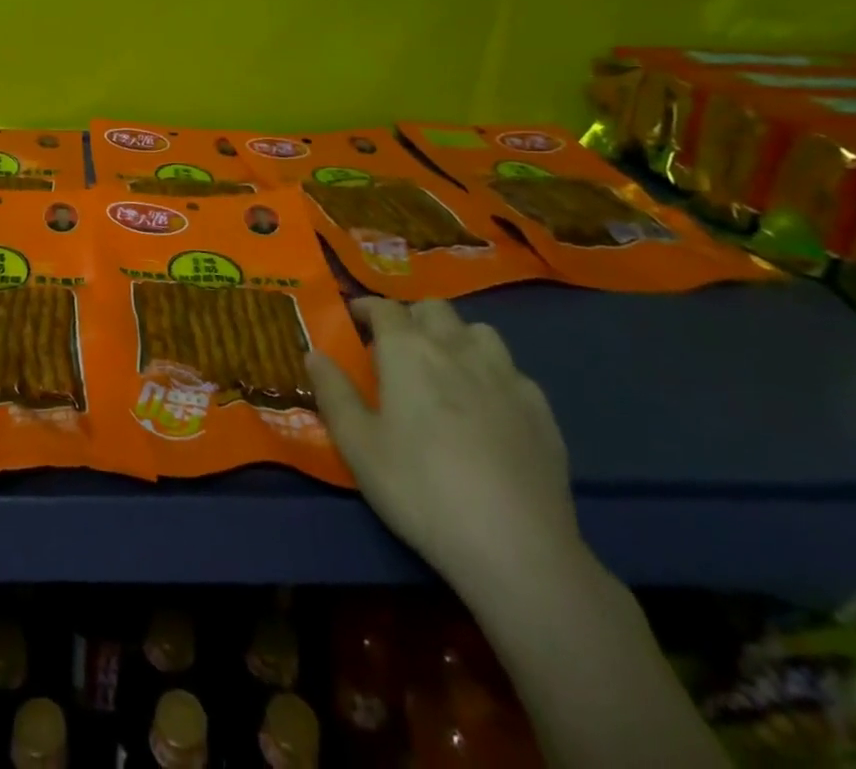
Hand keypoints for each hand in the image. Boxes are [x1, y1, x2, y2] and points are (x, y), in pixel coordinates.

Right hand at [305, 298, 583, 599]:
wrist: (515, 546)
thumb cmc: (420, 488)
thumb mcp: (357, 445)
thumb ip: (333, 392)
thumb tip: (314, 354)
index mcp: (408, 351)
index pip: (384, 308)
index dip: (366, 308)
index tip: (353, 319)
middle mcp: (456, 348)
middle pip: (433, 309)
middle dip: (411, 317)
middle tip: (396, 347)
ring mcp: (505, 376)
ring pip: (478, 331)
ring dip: (456, 337)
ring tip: (445, 368)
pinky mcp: (541, 409)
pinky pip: (512, 370)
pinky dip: (493, 374)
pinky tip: (489, 406)